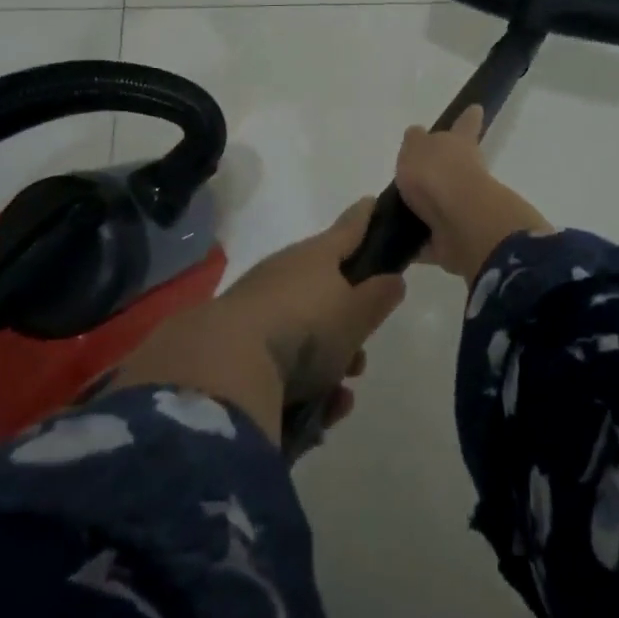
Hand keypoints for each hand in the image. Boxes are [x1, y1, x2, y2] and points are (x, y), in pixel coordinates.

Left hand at [109, 200, 405, 442]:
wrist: (226, 365)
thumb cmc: (305, 328)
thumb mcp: (356, 314)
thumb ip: (379, 296)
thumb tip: (392, 278)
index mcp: (315, 255)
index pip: (348, 228)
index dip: (365, 218)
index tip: (373, 204)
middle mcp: (285, 273)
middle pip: (326, 289)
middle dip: (348, 323)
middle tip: (361, 353)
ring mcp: (257, 307)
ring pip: (305, 330)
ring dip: (328, 361)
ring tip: (341, 393)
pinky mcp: (237, 344)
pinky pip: (281, 360)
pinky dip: (304, 384)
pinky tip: (318, 413)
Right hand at [394, 106, 551, 283]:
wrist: (460, 222)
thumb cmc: (437, 173)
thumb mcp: (416, 147)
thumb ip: (415, 142)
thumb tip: (417, 135)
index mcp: (459, 145)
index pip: (465, 125)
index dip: (468, 119)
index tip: (476, 109)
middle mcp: (466, 174)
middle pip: (454, 168)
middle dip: (440, 172)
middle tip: (414, 177)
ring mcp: (463, 208)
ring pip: (442, 205)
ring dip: (425, 210)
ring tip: (395, 214)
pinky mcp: (455, 239)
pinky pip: (430, 240)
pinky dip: (417, 243)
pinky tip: (394, 245)